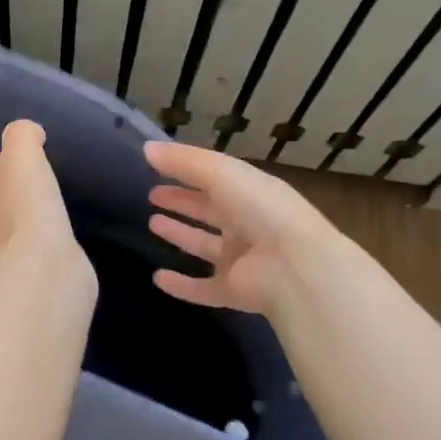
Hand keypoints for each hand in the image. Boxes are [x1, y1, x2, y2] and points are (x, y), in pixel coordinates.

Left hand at [0, 121, 91, 287]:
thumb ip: (21, 137)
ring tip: (40, 198)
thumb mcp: (22, 158)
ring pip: (0, 229)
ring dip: (15, 214)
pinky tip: (52, 229)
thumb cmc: (21, 212)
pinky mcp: (18, 281)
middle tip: (18, 173)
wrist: (41, 278)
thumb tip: (26, 133)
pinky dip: (33, 236)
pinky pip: (22, 249)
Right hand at [144, 141, 339, 313]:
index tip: (156, 167)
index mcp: (250, 193)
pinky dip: (181, 285)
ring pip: (204, 245)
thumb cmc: (261, 210)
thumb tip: (146, 148)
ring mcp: (241, 260)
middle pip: (209, 211)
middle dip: (182, 202)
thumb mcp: (222, 173)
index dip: (186, 172)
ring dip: (180, 235)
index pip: (215, 179)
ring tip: (152, 224)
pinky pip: (202, 288)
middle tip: (153, 195)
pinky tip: (158, 278)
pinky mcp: (233, 291)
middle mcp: (247, 224)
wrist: (295, 267)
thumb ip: (184, 161)